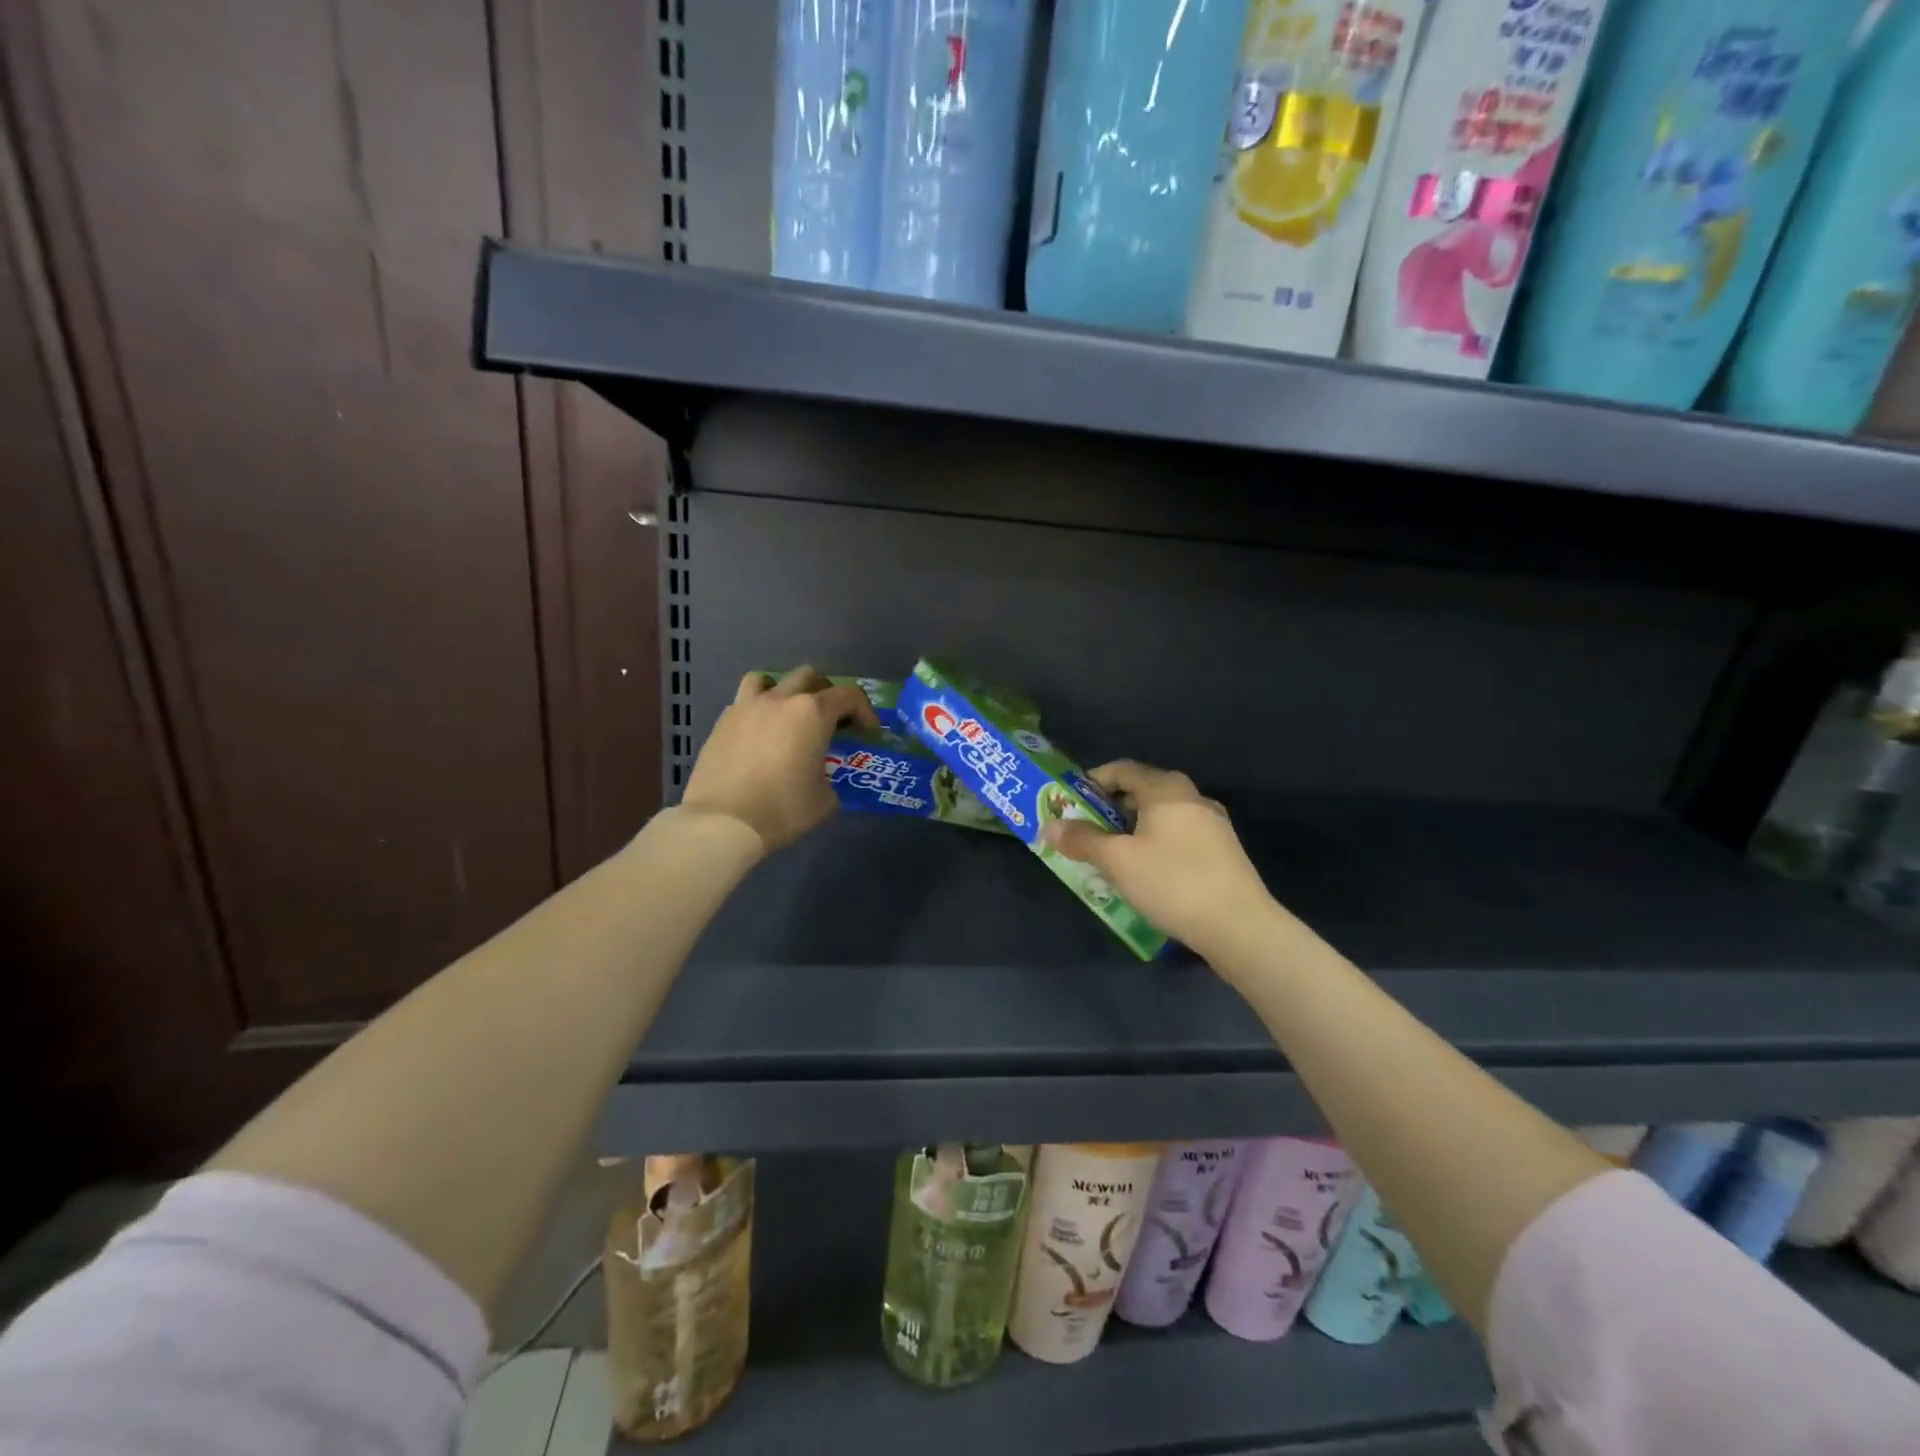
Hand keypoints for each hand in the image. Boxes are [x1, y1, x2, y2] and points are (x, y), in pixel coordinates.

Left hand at [680, 667, 879, 851]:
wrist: (723, 822)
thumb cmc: (783, 808)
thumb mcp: (824, 800)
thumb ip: (829, 780)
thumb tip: (821, 780)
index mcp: (812, 713)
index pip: (849, 696)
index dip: (865, 711)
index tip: (867, 733)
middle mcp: (780, 700)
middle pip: (809, 677)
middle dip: (826, 694)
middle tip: (829, 721)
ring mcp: (747, 707)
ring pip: (768, 680)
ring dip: (784, 692)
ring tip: (787, 717)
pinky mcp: (722, 723)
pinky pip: (744, 703)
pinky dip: (757, 712)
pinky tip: (758, 737)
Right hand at [1042, 760, 1279, 962]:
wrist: (1240, 926)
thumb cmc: (1172, 882)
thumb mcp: (1118, 861)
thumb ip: (1083, 840)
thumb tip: (1049, 826)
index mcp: (1166, 790)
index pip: (1123, 769)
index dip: (1094, 781)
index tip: (1072, 800)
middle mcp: (1192, 798)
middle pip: (1144, 790)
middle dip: (1112, 806)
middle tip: (1087, 828)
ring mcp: (1213, 824)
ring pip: (1163, 815)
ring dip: (1134, 827)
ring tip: (1113, 853)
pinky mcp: (1223, 852)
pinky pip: (1179, 835)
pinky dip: (1156, 842)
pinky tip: (1147, 871)